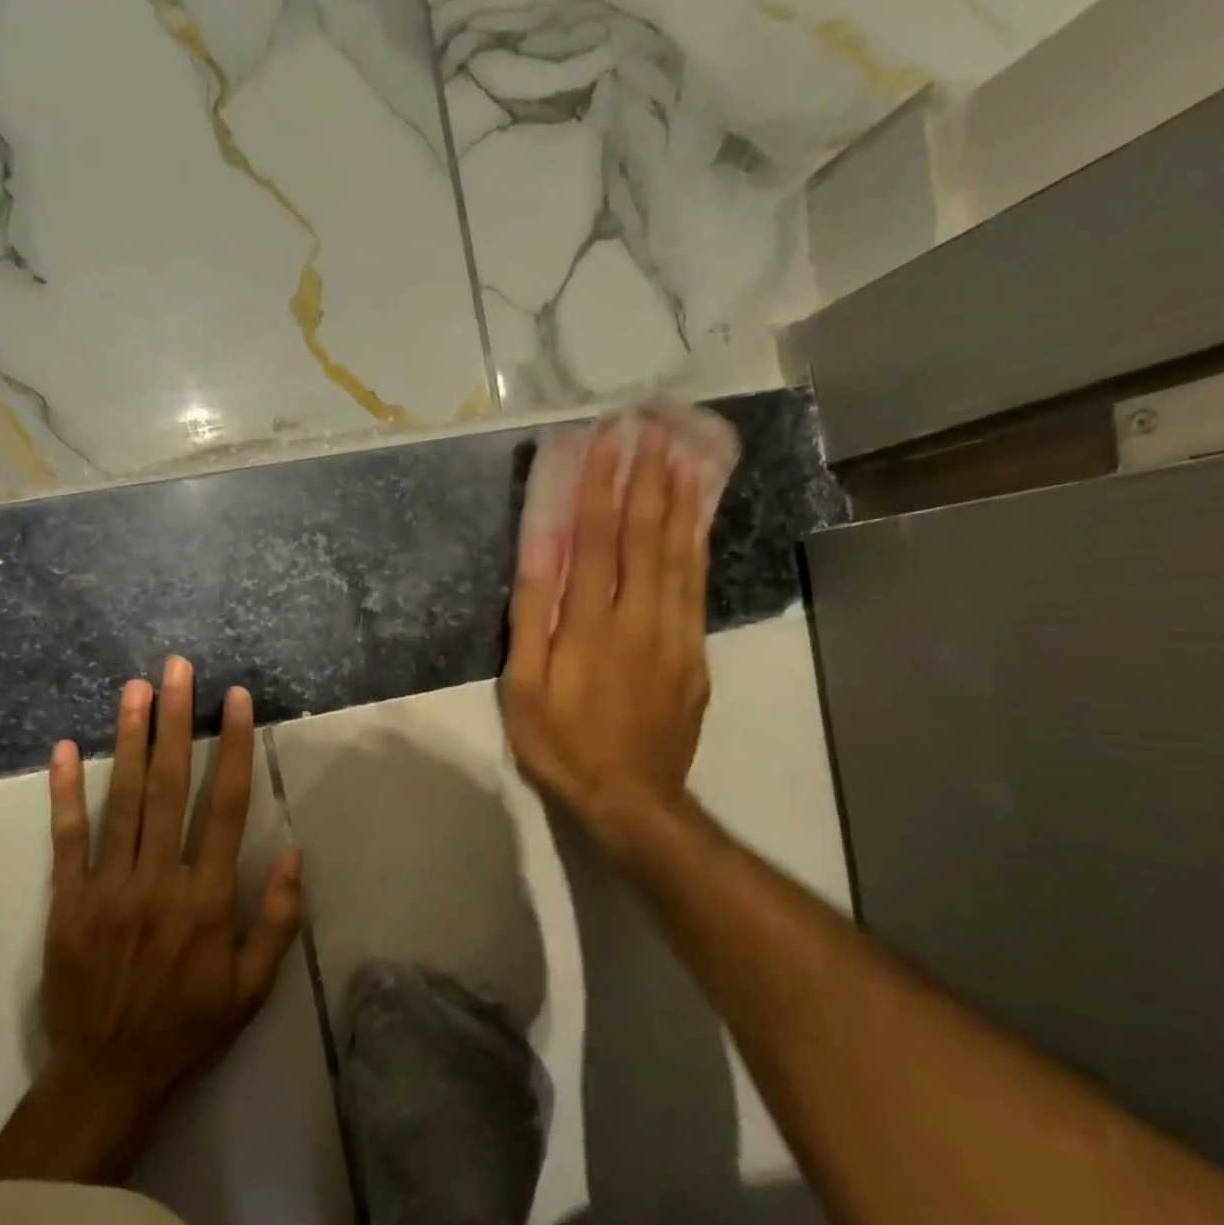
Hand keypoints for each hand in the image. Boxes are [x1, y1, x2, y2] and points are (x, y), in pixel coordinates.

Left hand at [0, 659, 302, 1187]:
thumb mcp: (253, 988)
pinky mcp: (67, 902)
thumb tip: (294, 853)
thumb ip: (277, 919)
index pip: (226, 807)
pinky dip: (64, 793)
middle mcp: (158, 881)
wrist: (106, 1076)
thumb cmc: (190, 1027)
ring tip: (135, 690)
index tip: (236, 701)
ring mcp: (107, 888)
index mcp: (206, 899)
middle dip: (176, 723)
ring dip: (129, 740)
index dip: (233, 748)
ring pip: (121, 801)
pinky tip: (62, 750)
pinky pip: (66, 839)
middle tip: (178, 670)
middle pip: (169, 787)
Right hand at [502, 421, 711, 846]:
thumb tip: (539, 554)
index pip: (598, 539)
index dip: (603, 485)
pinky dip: (697, 545)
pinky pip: (697, 586)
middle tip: (654, 427)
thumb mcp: (525, 688)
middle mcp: (640, 617)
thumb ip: (532, 618)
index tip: (609, 438)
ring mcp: (675, 633)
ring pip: (681, 554)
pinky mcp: (695, 652)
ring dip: (681, 500)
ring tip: (684, 453)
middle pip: (647, 535)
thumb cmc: (563, 744)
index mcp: (592, 624)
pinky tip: (698, 519)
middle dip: (649, 477)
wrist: (632, 797)